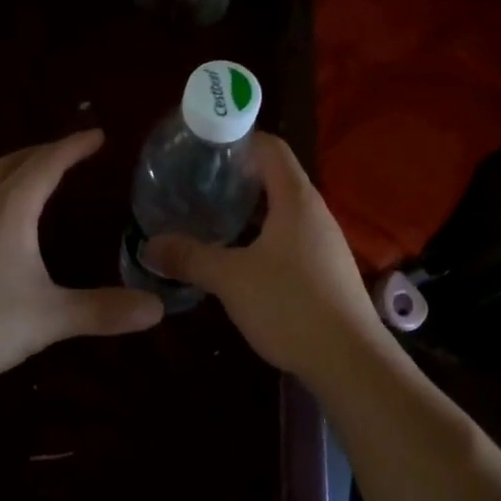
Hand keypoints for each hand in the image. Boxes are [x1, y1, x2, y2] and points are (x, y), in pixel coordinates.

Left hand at [0, 130, 162, 399]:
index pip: (46, 165)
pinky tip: (9, 231)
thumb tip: (157, 308)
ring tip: (43, 180)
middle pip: (12, 165)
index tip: (99, 135)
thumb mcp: (49, 318)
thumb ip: (102, 311)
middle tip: (73, 151)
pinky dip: (3, 200)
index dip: (74, 147)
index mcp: (9, 212)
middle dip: (44, 152)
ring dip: (19, 172)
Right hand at [146, 134, 386, 386]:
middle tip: (196, 185)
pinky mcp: (326, 269)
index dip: (237, 139)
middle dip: (236, 177)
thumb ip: (190, 257)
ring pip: (282, 211)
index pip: (270, 146)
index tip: (202, 148)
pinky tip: (239, 258)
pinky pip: (290, 238)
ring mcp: (325, 242)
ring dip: (249, 211)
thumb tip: (150, 245)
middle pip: (275, 176)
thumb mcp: (231, 279)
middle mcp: (315, 212)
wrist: (350, 360)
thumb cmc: (290, 305)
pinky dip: (263, 237)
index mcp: (296, 198)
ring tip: (211, 219)